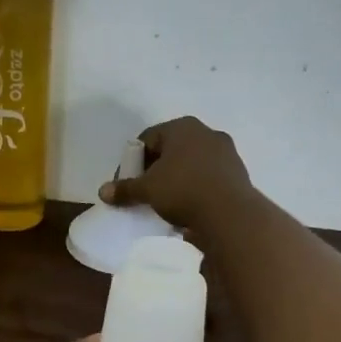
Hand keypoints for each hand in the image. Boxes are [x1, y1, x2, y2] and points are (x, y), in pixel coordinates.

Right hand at [99, 115, 253, 229]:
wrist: (230, 214)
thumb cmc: (183, 191)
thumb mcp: (147, 190)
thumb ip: (125, 189)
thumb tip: (103, 192)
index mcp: (182, 127)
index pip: (147, 139)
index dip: (132, 161)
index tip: (127, 183)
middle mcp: (206, 132)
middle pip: (171, 150)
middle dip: (155, 169)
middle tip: (145, 192)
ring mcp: (226, 151)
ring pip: (191, 163)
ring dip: (177, 179)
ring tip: (166, 202)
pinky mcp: (237, 172)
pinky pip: (207, 177)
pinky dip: (195, 187)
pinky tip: (188, 207)